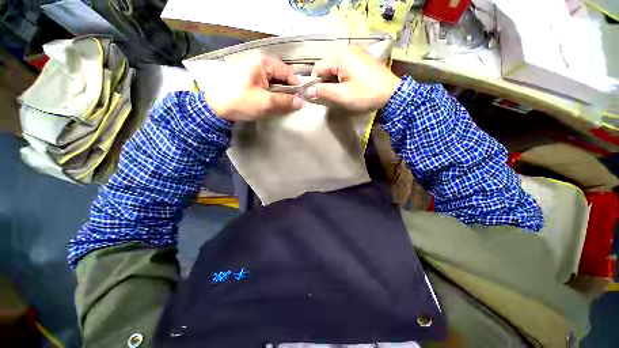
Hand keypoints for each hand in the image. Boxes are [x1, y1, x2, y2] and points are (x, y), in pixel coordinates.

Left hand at [203, 53, 303, 121]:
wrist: (216, 109)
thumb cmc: (241, 102)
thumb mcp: (266, 103)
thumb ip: (285, 101)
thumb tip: (301, 102)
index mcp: (262, 63)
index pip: (286, 71)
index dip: (295, 84)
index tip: (301, 97)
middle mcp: (258, 63)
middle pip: (280, 75)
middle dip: (288, 89)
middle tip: (293, 102)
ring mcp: (252, 71)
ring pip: (273, 81)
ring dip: (280, 92)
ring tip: (285, 104)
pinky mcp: (249, 79)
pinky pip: (266, 84)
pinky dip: (272, 93)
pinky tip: (275, 102)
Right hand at [304, 45, 400, 110]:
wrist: (392, 93)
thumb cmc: (366, 94)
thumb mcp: (342, 95)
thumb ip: (323, 92)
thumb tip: (306, 92)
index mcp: (340, 56)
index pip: (318, 68)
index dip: (316, 83)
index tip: (320, 96)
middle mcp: (347, 49)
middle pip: (326, 66)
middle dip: (326, 82)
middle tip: (332, 96)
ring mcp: (356, 52)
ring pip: (335, 67)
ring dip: (334, 80)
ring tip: (342, 92)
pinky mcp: (362, 58)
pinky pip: (345, 66)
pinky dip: (342, 76)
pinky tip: (349, 85)